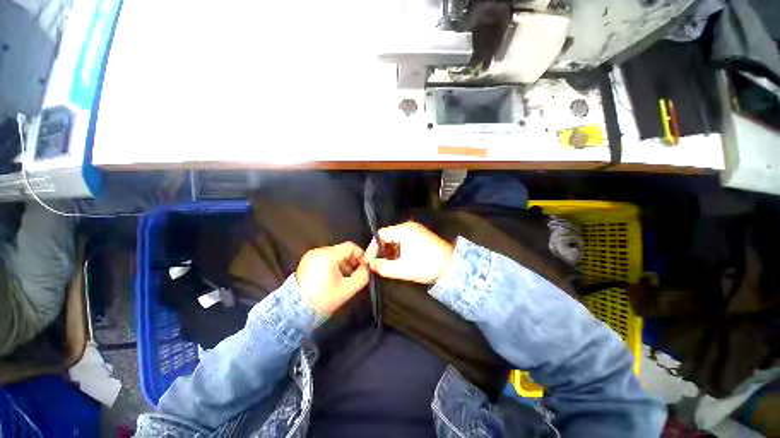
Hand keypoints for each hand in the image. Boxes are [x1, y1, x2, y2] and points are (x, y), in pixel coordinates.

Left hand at [296, 242, 369, 312]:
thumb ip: (362, 276)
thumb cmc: (324, 298)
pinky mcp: (307, 261)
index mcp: (327, 255)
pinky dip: (334, 265)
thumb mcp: (348, 288)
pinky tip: (336, 278)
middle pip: (342, 250)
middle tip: (357, 273)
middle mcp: (318, 251)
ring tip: (347, 277)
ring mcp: (311, 256)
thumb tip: (366, 268)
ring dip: (344, 263)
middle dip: (352, 261)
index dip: (361, 254)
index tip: (365, 266)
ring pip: (335, 254)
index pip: (350, 246)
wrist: (297, 311)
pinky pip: (326, 258)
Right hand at [363, 222, 452, 284]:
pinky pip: (403, 239)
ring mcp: (415, 230)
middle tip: (377, 263)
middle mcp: (409, 226)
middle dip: (381, 249)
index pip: (380, 234)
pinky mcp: (419, 235)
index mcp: (404, 230)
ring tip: (387, 263)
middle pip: (387, 235)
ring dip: (389, 250)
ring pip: (395, 238)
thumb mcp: (403, 269)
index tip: (369, 261)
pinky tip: (397, 259)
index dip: (373, 247)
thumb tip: (371, 264)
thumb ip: (383, 267)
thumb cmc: (427, 265)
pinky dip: (397, 249)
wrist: (452, 266)